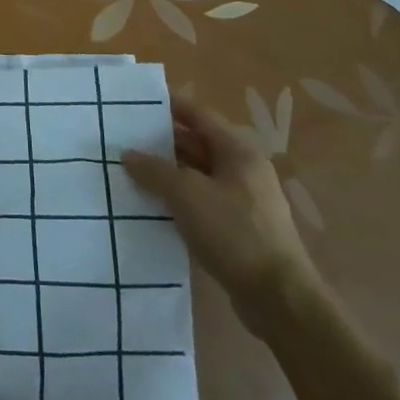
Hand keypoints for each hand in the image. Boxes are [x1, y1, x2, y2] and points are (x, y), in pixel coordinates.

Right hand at [123, 101, 317, 330]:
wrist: (277, 297)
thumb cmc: (234, 232)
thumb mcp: (187, 194)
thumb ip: (154, 170)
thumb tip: (128, 154)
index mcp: (238, 151)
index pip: (198, 115)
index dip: (169, 105)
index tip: (135, 102)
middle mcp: (242, 169)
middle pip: (196, 144)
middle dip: (161, 140)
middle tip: (122, 137)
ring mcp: (241, 199)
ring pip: (196, 174)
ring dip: (165, 171)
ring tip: (127, 169)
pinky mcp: (235, 226)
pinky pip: (199, 200)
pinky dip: (176, 196)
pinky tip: (149, 202)